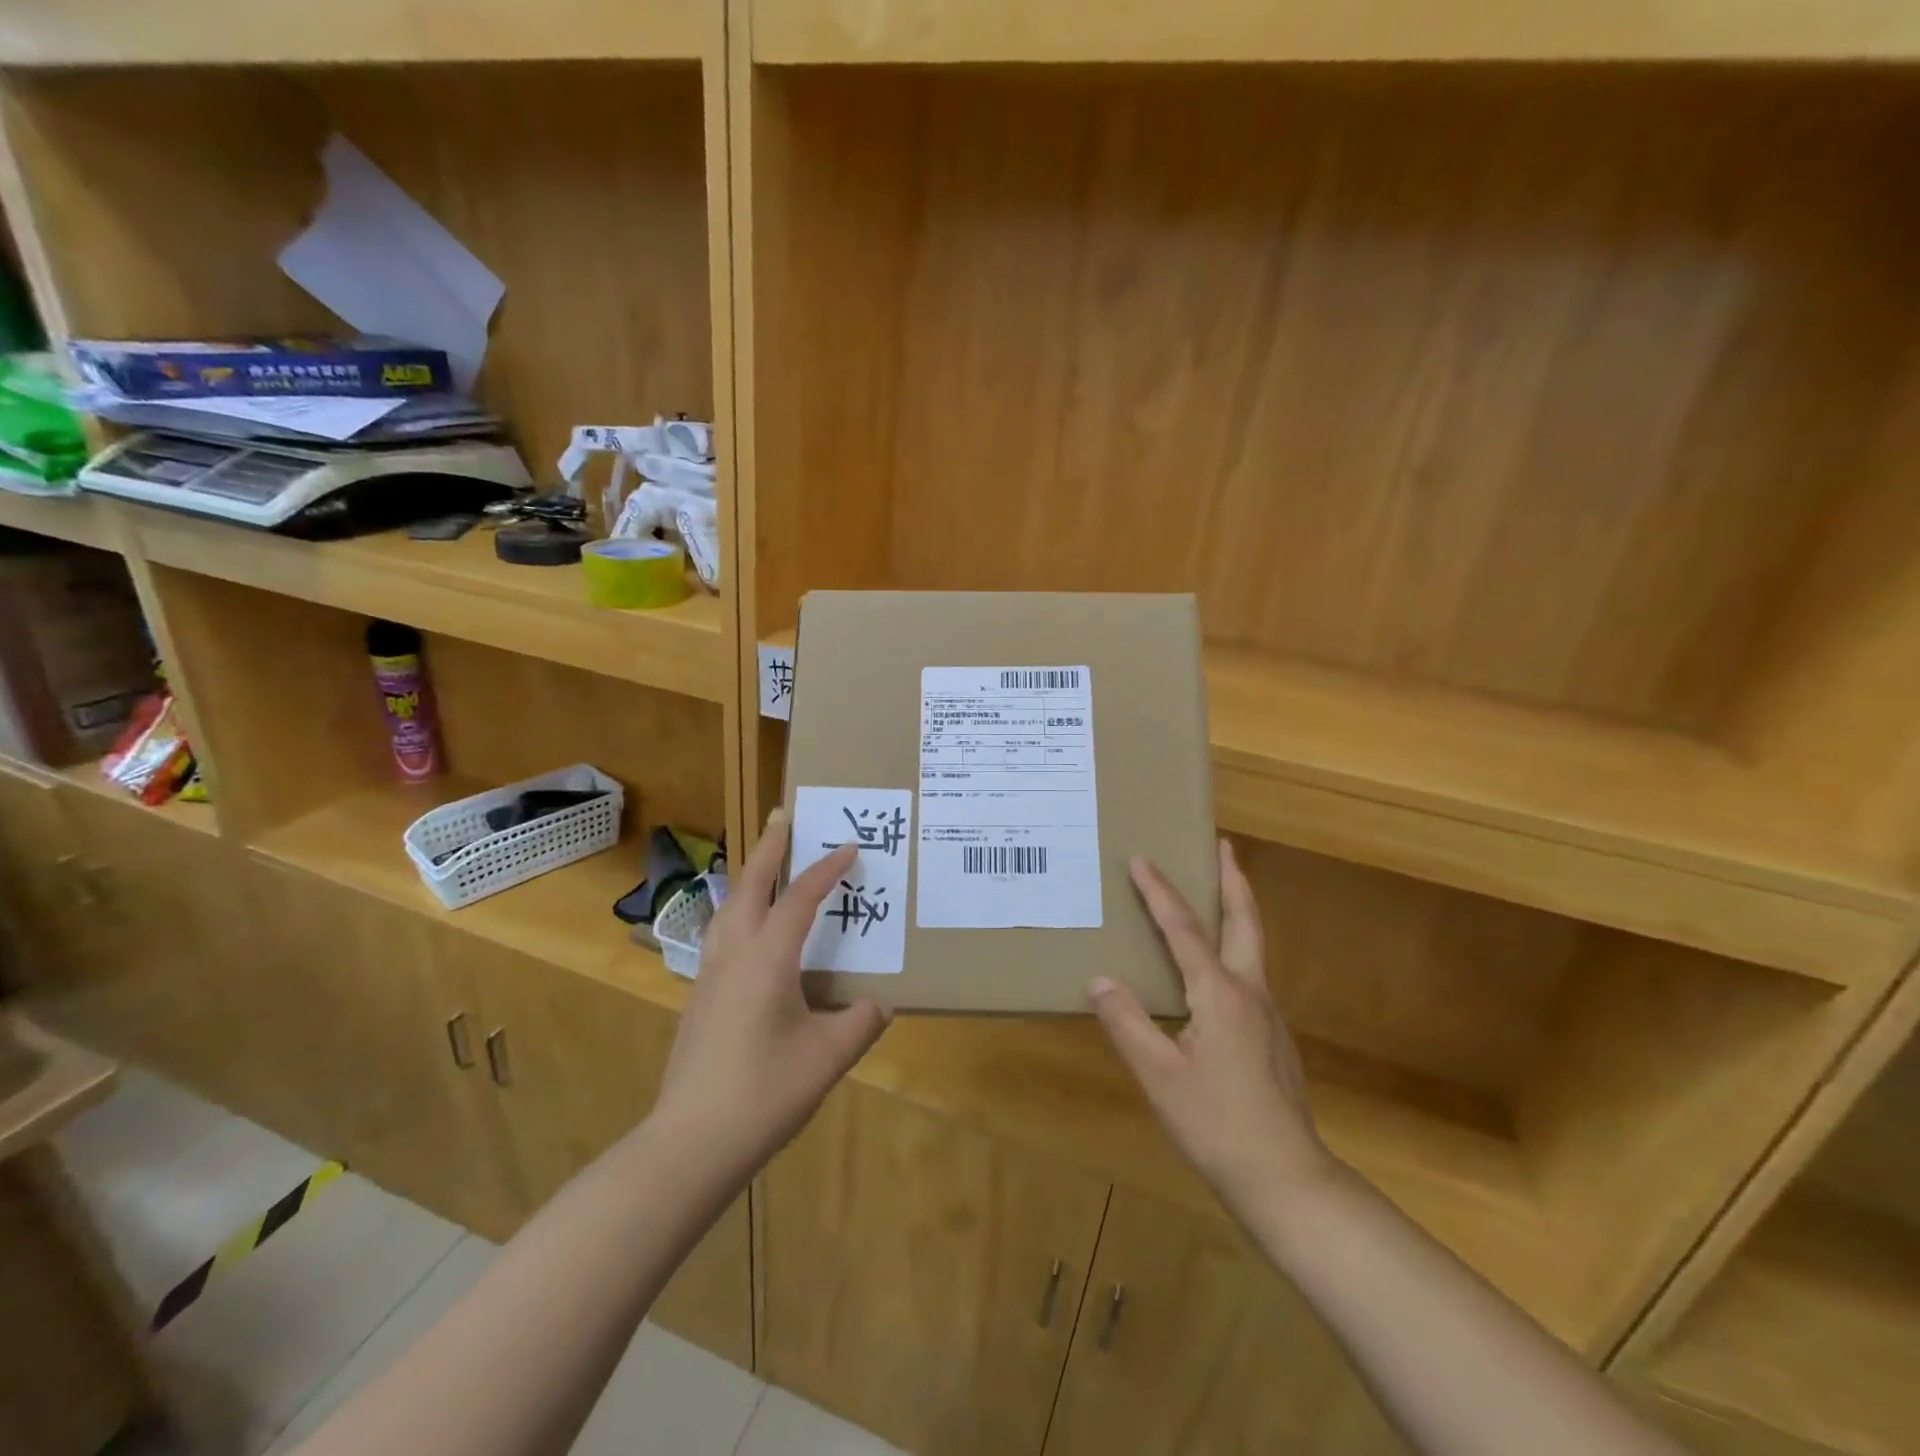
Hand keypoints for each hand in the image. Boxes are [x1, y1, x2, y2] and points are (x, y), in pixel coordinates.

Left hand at [655, 811, 890, 1179]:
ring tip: (767, 863)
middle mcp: (733, 954)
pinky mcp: (699, 998)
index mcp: (767, 958)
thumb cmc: (764, 1093)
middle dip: (770, 846)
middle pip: (750, 885)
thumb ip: (860, 1024)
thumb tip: (880, 1005)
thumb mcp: (827, 1058)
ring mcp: (709, 975)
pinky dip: (739, 910)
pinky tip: (749, 931)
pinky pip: (721, 933)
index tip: (848, 847)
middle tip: (784, 814)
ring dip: (750, 876)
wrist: (689, 1143)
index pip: (799, 897)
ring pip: (728, 907)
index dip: (825, 868)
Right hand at [1089, 840, 1333, 1213]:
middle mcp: (1250, 993)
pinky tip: (1214, 970)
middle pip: (1244, 921)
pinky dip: (1232, 947)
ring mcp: (1267, 1015)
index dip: (1160, 891)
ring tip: (1217, 892)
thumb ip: (1127, 1023)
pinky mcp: (1272, 1038)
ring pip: (1252, 946)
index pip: (1183, 929)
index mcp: (1220, 994)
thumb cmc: (1217, 1125)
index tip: (1141, 858)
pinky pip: (1248, 974)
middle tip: (1222, 845)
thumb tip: (1099, 979)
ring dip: (1235, 910)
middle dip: (1232, 879)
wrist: (1288, 1181)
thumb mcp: (1159, 1076)